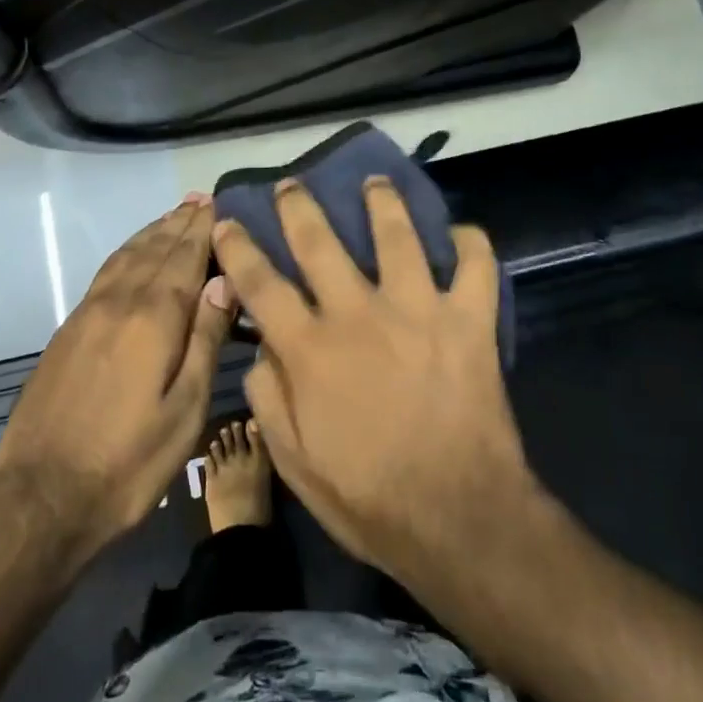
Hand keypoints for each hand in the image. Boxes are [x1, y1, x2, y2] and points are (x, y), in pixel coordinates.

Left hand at [0, 196, 233, 565]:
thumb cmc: (128, 462)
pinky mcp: (68, 330)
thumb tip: (223, 280)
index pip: (184, 258)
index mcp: (153, 318)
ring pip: (126, 256)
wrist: (40, 497)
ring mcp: (88, 313)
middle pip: (155, 249)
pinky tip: (133, 255)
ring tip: (173, 216)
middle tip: (201, 199)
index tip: (218, 204)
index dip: (202, 230)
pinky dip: (126, 252)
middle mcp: (119, 302)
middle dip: (179, 223)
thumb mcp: (184, 410)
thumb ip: (205, 339)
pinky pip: (106, 273)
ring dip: (152, 232)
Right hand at [213, 178, 533, 580]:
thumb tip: (261, 346)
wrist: (458, 519)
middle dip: (299, 206)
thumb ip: (269, 396)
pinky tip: (463, 234)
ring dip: (383, 202)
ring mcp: (418, 310)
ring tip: (375, 182)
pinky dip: (472, 244)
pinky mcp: (469, 320)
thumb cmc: (369, 498)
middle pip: (319, 241)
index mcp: (311, 348)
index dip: (238, 248)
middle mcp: (359, 313)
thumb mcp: (294, 461)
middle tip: (292, 184)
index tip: (226, 221)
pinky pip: (476, 266)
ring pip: (398, 234)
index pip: (260, 283)